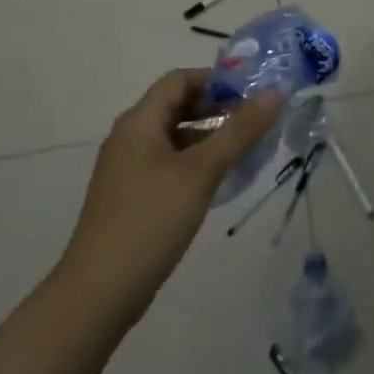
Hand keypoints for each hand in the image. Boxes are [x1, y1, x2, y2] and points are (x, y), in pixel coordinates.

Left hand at [57, 69, 284, 329]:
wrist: (99, 293)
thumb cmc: (151, 220)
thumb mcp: (202, 172)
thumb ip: (240, 131)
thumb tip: (275, 94)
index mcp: (139, 122)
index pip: (180, 80)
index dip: (217, 80)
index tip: (252, 94)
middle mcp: (130, 138)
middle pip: (178, 106)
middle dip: (218, 108)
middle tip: (256, 122)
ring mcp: (128, 169)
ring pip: (175, 137)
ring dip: (210, 137)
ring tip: (247, 151)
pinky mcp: (132, 197)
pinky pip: (169, 164)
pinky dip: (196, 162)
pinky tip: (220, 182)